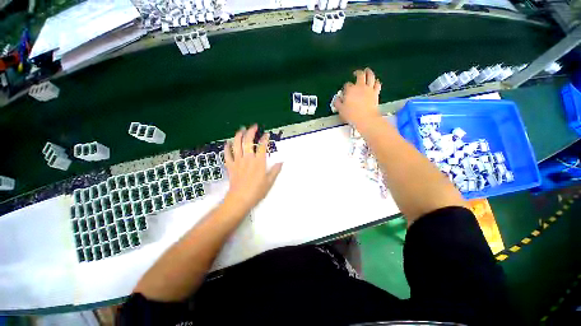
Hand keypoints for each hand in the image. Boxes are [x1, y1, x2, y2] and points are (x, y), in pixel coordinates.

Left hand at [223, 125, 282, 213]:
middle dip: (251, 131)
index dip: (265, 138)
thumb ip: (275, 170)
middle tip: (254, 126)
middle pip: (248, 141)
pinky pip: (227, 154)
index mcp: (259, 162)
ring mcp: (237, 161)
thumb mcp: (269, 182)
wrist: (240, 199)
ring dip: (238, 135)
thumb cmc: (256, 191)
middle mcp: (248, 159)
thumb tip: (281, 162)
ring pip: (236, 144)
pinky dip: (226, 147)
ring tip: (241, 130)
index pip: (262, 146)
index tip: (267, 134)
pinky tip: (227, 143)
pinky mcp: (230, 166)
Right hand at [333, 68, 381, 127]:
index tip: (345, 91)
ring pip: (370, 76)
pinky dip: (376, 82)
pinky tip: (375, 81)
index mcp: (350, 90)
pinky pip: (377, 84)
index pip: (347, 85)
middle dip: (357, 73)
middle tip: (356, 73)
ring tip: (367, 71)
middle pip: (360, 75)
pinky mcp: (375, 93)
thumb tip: (336, 99)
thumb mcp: (340, 110)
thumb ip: (337, 103)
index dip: (345, 88)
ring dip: (368, 72)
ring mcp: (369, 89)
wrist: (365, 119)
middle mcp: (360, 87)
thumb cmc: (352, 115)